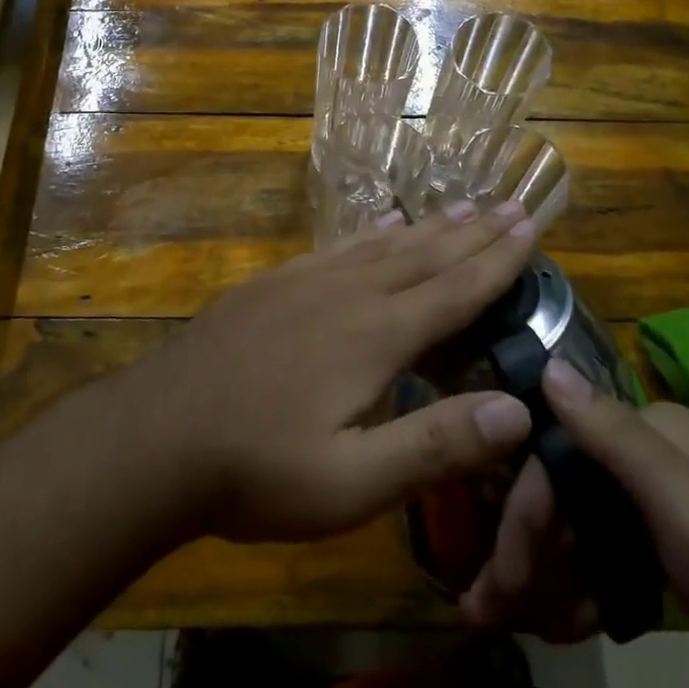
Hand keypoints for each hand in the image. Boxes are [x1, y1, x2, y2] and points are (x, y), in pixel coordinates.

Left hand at [123, 202, 539, 544]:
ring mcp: (305, 282)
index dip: (499, 260)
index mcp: (376, 336)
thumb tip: (519, 410)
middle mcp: (348, 293)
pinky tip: (380, 225)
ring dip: (428, 226)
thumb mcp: (352, 483)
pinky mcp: (273, 284)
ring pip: (383, 244)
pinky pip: (337, 247)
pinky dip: (370, 233)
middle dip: (473, 232)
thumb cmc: (257, 469)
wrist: (156, 434)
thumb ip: (435, 444)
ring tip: (461, 205)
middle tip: (511, 204)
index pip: (455, 290)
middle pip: (425, 255)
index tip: (531, 225)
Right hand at [464, 361, 688, 687]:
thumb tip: (548, 362)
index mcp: (655, 432)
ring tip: (520, 623)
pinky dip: (582, 589)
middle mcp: (654, 458)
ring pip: (582, 526)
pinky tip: (565, 623)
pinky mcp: (676, 554)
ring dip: (548, 573)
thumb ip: (612, 433)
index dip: (523, 508)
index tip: (496, 572)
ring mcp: (666, 508)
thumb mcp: (684, 504)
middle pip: (566, 490)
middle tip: (492, 607)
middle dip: (527, 547)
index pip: (558, 451)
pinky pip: (607, 558)